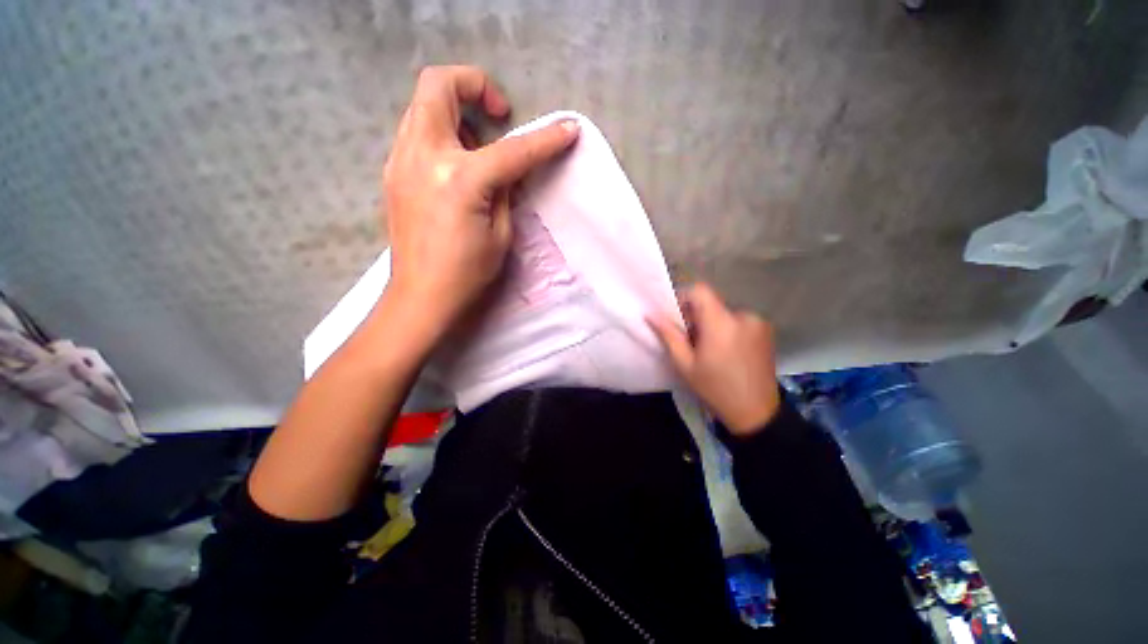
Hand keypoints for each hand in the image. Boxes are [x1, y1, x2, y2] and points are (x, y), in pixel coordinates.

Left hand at [381, 65, 580, 337]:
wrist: (421, 296)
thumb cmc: (467, 273)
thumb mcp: (501, 234)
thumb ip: (506, 192)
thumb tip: (510, 170)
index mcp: (461, 179)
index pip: (512, 150)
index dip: (545, 140)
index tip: (568, 129)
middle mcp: (424, 156)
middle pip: (438, 85)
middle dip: (474, 84)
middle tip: (497, 114)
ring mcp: (400, 161)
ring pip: (422, 104)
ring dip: (454, 109)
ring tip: (477, 143)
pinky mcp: (392, 172)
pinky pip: (416, 132)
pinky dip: (439, 132)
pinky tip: (455, 164)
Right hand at [648, 283, 780, 435]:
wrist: (756, 412)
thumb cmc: (715, 389)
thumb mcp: (685, 364)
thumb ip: (669, 335)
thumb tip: (651, 314)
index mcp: (721, 323)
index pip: (700, 290)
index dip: (684, 297)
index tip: (677, 317)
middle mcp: (743, 316)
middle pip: (711, 303)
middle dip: (696, 315)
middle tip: (689, 339)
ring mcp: (758, 322)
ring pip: (724, 312)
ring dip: (712, 323)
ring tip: (708, 348)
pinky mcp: (766, 330)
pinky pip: (738, 320)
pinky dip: (727, 328)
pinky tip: (725, 351)